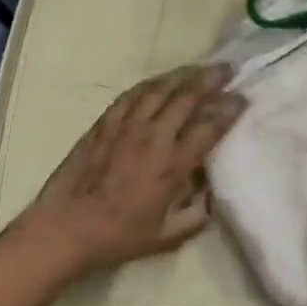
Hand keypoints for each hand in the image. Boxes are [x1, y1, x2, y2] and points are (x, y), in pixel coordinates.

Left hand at [21, 64, 245, 275]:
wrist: (65, 229)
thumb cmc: (118, 236)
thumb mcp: (167, 237)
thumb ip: (197, 214)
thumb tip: (211, 190)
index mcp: (172, 165)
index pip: (209, 126)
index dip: (229, 109)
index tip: (242, 99)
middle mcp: (153, 138)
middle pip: (188, 96)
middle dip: (212, 80)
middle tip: (228, 71)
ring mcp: (127, 126)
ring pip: (161, 88)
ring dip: (185, 74)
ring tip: (200, 68)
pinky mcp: (105, 122)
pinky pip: (133, 93)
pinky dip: (153, 83)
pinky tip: (163, 80)